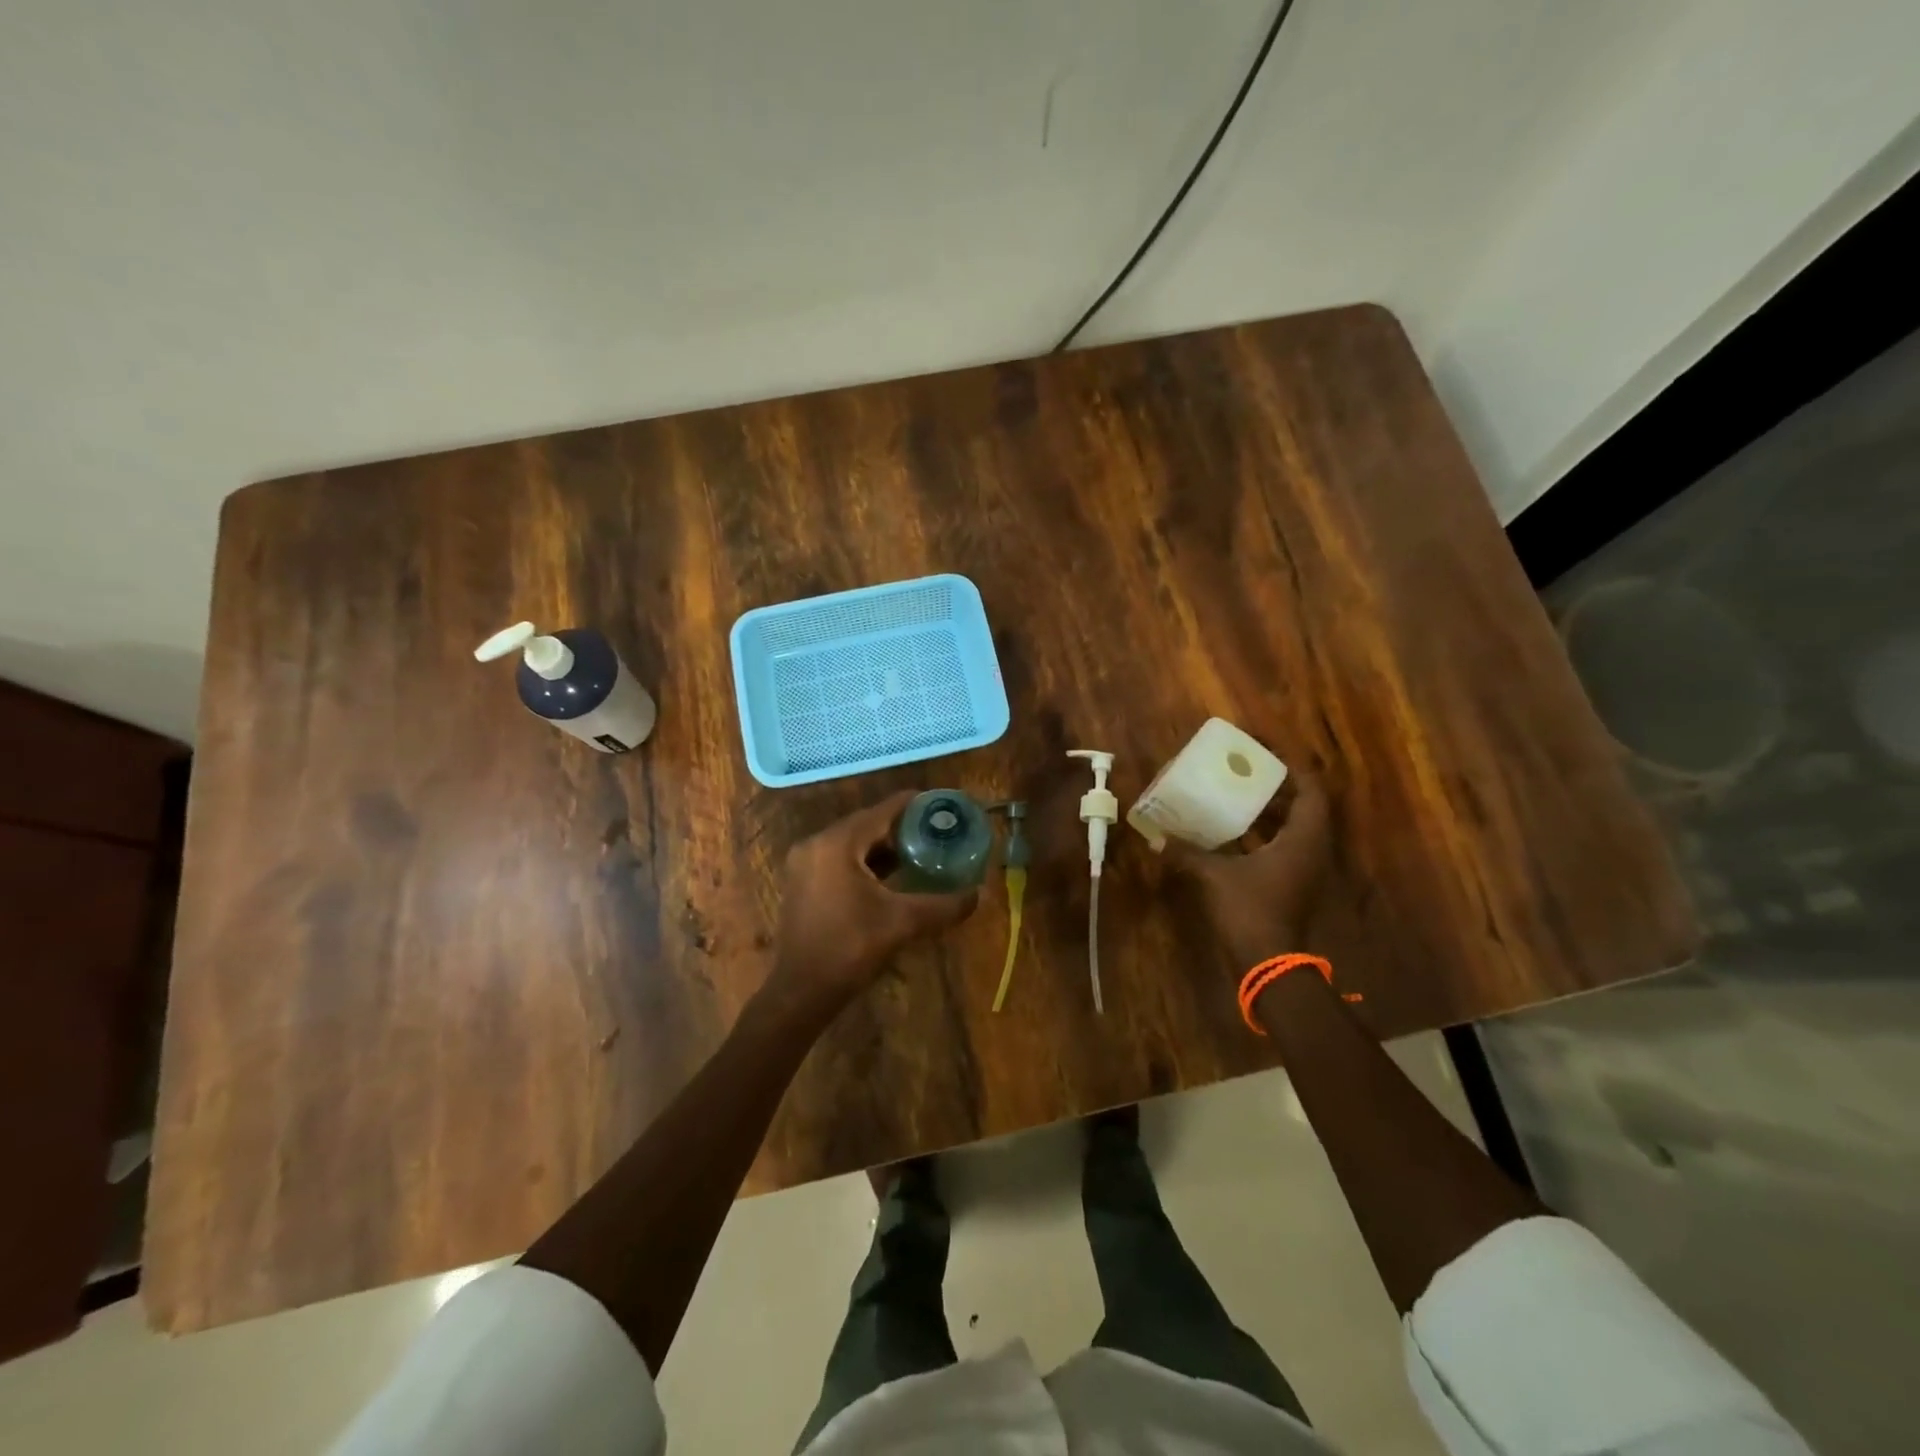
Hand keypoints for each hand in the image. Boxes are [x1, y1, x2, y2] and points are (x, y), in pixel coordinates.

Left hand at [769, 791, 978, 1008]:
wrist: (801, 992)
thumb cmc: (850, 949)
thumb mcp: (902, 923)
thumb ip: (943, 905)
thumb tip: (978, 895)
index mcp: (837, 844)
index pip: (882, 810)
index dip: (914, 805)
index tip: (942, 805)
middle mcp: (816, 844)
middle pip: (867, 824)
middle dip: (902, 827)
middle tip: (936, 832)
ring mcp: (804, 863)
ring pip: (852, 843)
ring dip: (884, 846)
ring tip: (920, 852)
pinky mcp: (802, 882)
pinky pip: (839, 858)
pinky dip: (865, 861)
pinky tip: (891, 876)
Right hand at [1167, 771, 1331, 968]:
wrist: (1270, 963)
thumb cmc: (1251, 910)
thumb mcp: (1215, 876)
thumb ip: (1188, 852)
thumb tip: (1156, 837)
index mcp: (1303, 838)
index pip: (1311, 789)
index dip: (1291, 766)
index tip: (1264, 751)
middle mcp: (1311, 848)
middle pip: (1303, 805)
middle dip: (1275, 785)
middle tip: (1243, 770)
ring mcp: (1303, 868)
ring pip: (1293, 827)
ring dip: (1268, 810)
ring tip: (1235, 793)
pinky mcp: (1292, 883)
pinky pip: (1282, 846)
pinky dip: (1262, 834)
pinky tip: (1232, 831)